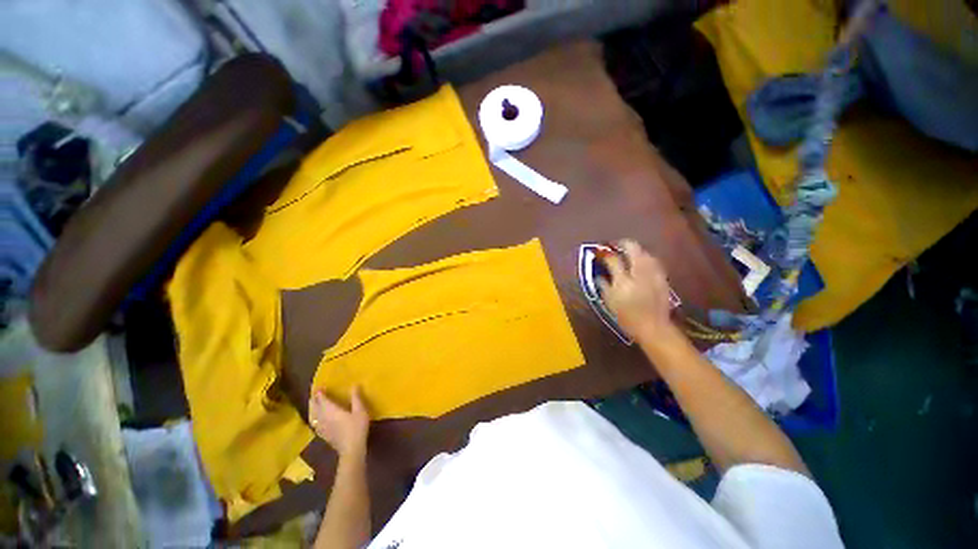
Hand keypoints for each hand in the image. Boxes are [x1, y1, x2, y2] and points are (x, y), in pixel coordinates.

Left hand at [309, 387, 369, 458]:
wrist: (351, 449)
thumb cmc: (357, 428)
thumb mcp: (360, 410)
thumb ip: (356, 398)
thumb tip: (354, 385)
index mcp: (331, 411)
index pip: (322, 400)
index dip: (319, 393)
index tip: (319, 386)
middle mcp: (323, 418)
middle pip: (314, 407)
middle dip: (313, 399)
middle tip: (315, 393)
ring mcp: (322, 428)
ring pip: (312, 416)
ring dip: (311, 408)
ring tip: (313, 403)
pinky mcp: (323, 434)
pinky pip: (314, 423)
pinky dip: (313, 417)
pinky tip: (316, 418)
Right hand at [597, 240, 678, 341]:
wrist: (653, 327)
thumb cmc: (627, 317)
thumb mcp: (610, 302)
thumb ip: (604, 285)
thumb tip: (599, 274)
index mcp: (623, 280)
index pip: (613, 259)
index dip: (605, 253)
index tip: (600, 252)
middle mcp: (639, 273)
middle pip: (633, 248)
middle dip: (622, 244)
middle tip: (614, 246)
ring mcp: (653, 274)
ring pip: (645, 252)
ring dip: (635, 249)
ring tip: (627, 253)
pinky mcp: (662, 277)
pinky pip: (653, 261)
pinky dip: (645, 257)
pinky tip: (641, 262)